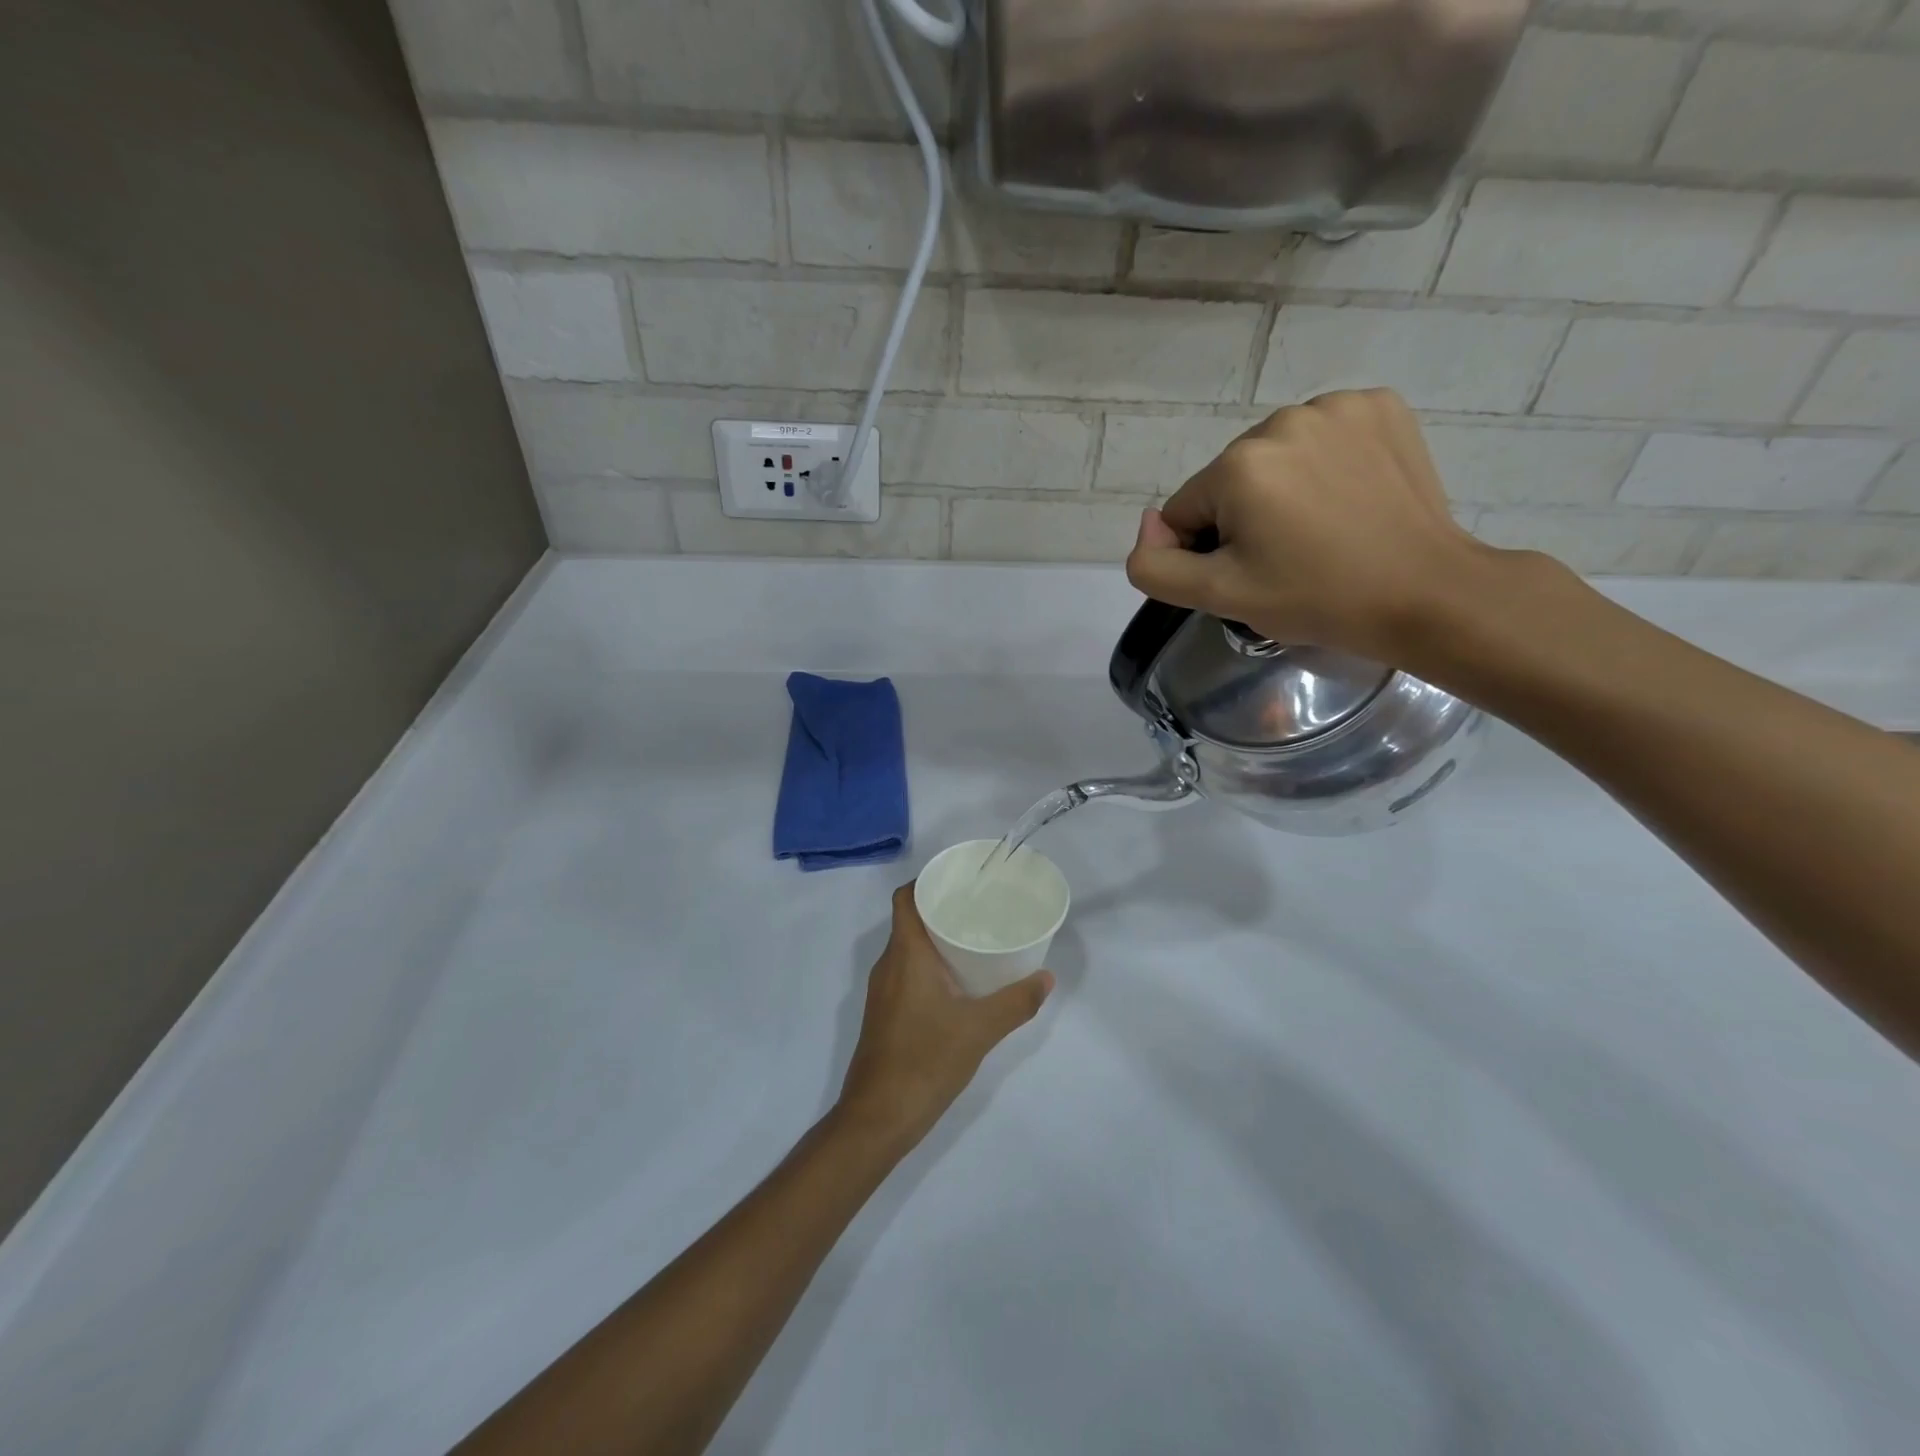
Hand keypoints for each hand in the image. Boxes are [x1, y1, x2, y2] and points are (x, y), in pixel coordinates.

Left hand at [835, 884, 1052, 1153]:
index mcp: (905, 955)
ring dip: (936, 939)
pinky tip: (958, 982)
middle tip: (980, 907)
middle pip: (910, 920)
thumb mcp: (979, 1030)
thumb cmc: (925, 1061)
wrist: (877, 1118)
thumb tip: (1046, 978)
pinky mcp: (885, 1014)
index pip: (906, 898)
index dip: (927, 882)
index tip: (960, 880)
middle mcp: (888, 965)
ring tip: (974, 939)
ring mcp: (882, 991)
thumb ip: (1016, 1002)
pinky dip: (930, 965)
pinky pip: (906, 972)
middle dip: (941, 909)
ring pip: (908, 948)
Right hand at [1124, 389, 1493, 664]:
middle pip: (1230, 480)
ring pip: (1275, 456)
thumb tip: (1149, 524)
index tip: (1253, 573)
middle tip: (1289, 556)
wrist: (1426, 593)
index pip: (1186, 512)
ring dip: (1284, 488)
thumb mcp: (1219, 596)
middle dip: (1246, 517)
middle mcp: (1282, 420)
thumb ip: (1155, 565)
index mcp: (1238, 467)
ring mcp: (1337, 407)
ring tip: (1323, 528)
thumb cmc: (1316, 599)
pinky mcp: (1380, 406)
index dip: (1209, 551)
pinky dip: (1327, 463)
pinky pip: (1323, 435)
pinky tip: (1349, 496)